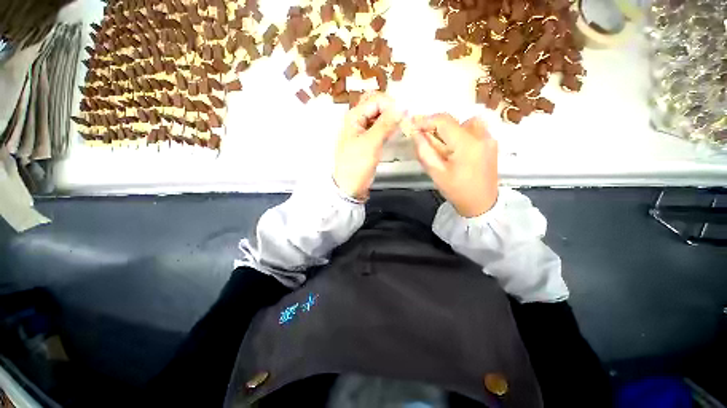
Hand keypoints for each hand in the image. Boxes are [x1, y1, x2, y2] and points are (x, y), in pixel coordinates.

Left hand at [334, 92, 403, 200]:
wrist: (350, 186)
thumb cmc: (357, 165)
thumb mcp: (371, 144)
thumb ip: (385, 124)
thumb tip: (403, 106)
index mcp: (354, 117)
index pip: (376, 100)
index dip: (391, 105)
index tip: (405, 116)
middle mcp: (358, 119)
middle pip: (376, 105)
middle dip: (391, 109)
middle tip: (403, 119)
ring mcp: (363, 129)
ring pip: (379, 116)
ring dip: (391, 117)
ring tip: (402, 125)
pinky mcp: (368, 139)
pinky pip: (379, 127)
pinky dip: (388, 126)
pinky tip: (395, 132)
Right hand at [408, 114, 497, 217]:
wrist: (481, 204)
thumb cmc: (456, 190)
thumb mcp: (436, 172)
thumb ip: (424, 150)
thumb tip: (415, 133)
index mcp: (467, 144)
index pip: (444, 120)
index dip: (426, 120)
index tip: (413, 126)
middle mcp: (481, 135)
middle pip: (454, 120)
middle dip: (436, 126)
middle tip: (424, 138)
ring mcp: (489, 138)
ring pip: (464, 122)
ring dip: (449, 130)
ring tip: (442, 146)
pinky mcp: (491, 143)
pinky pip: (473, 129)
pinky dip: (460, 133)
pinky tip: (455, 149)